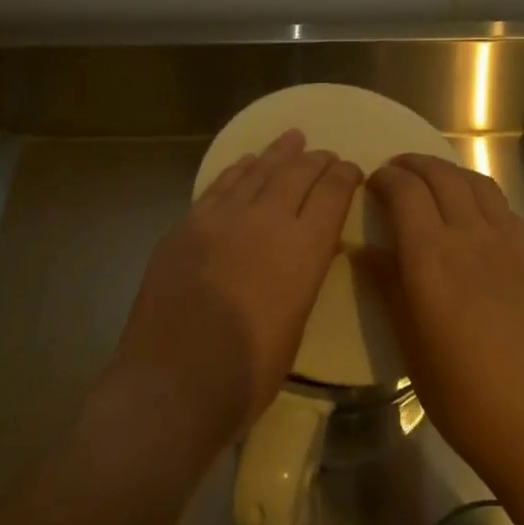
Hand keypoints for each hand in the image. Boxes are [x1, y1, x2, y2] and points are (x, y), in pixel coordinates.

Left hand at [111, 129, 361, 442]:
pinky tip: (247, 163)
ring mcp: (219, 219)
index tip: (350, 169)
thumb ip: (302, 277)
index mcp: (302, 250)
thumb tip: (306, 252)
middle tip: (326, 154)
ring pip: (256, 172)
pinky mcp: (186, 227)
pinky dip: (238, 170)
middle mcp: (264, 221)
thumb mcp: (296, 324)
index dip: (344, 177)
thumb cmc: (247, 373)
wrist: (173, 385)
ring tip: (292, 139)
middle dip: (316, 160)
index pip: (331, 195)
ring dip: (278, 154)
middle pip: (296, 174)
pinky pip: (219, 187)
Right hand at [364, 154, 523, 481]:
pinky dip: (481, 196)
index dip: (386, 178)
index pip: (406, 191)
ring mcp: (511, 242)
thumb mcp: (409, 341)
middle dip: (415, 165)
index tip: (372, 182)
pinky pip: (505, 208)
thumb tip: (365, 251)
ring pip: (478, 184)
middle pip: (442, 177)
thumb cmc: (460, 391)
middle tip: (397, 172)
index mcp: (431, 256)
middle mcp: (471, 235)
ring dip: (450, 172)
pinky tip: (475, 214)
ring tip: (433, 181)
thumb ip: (388, 286)